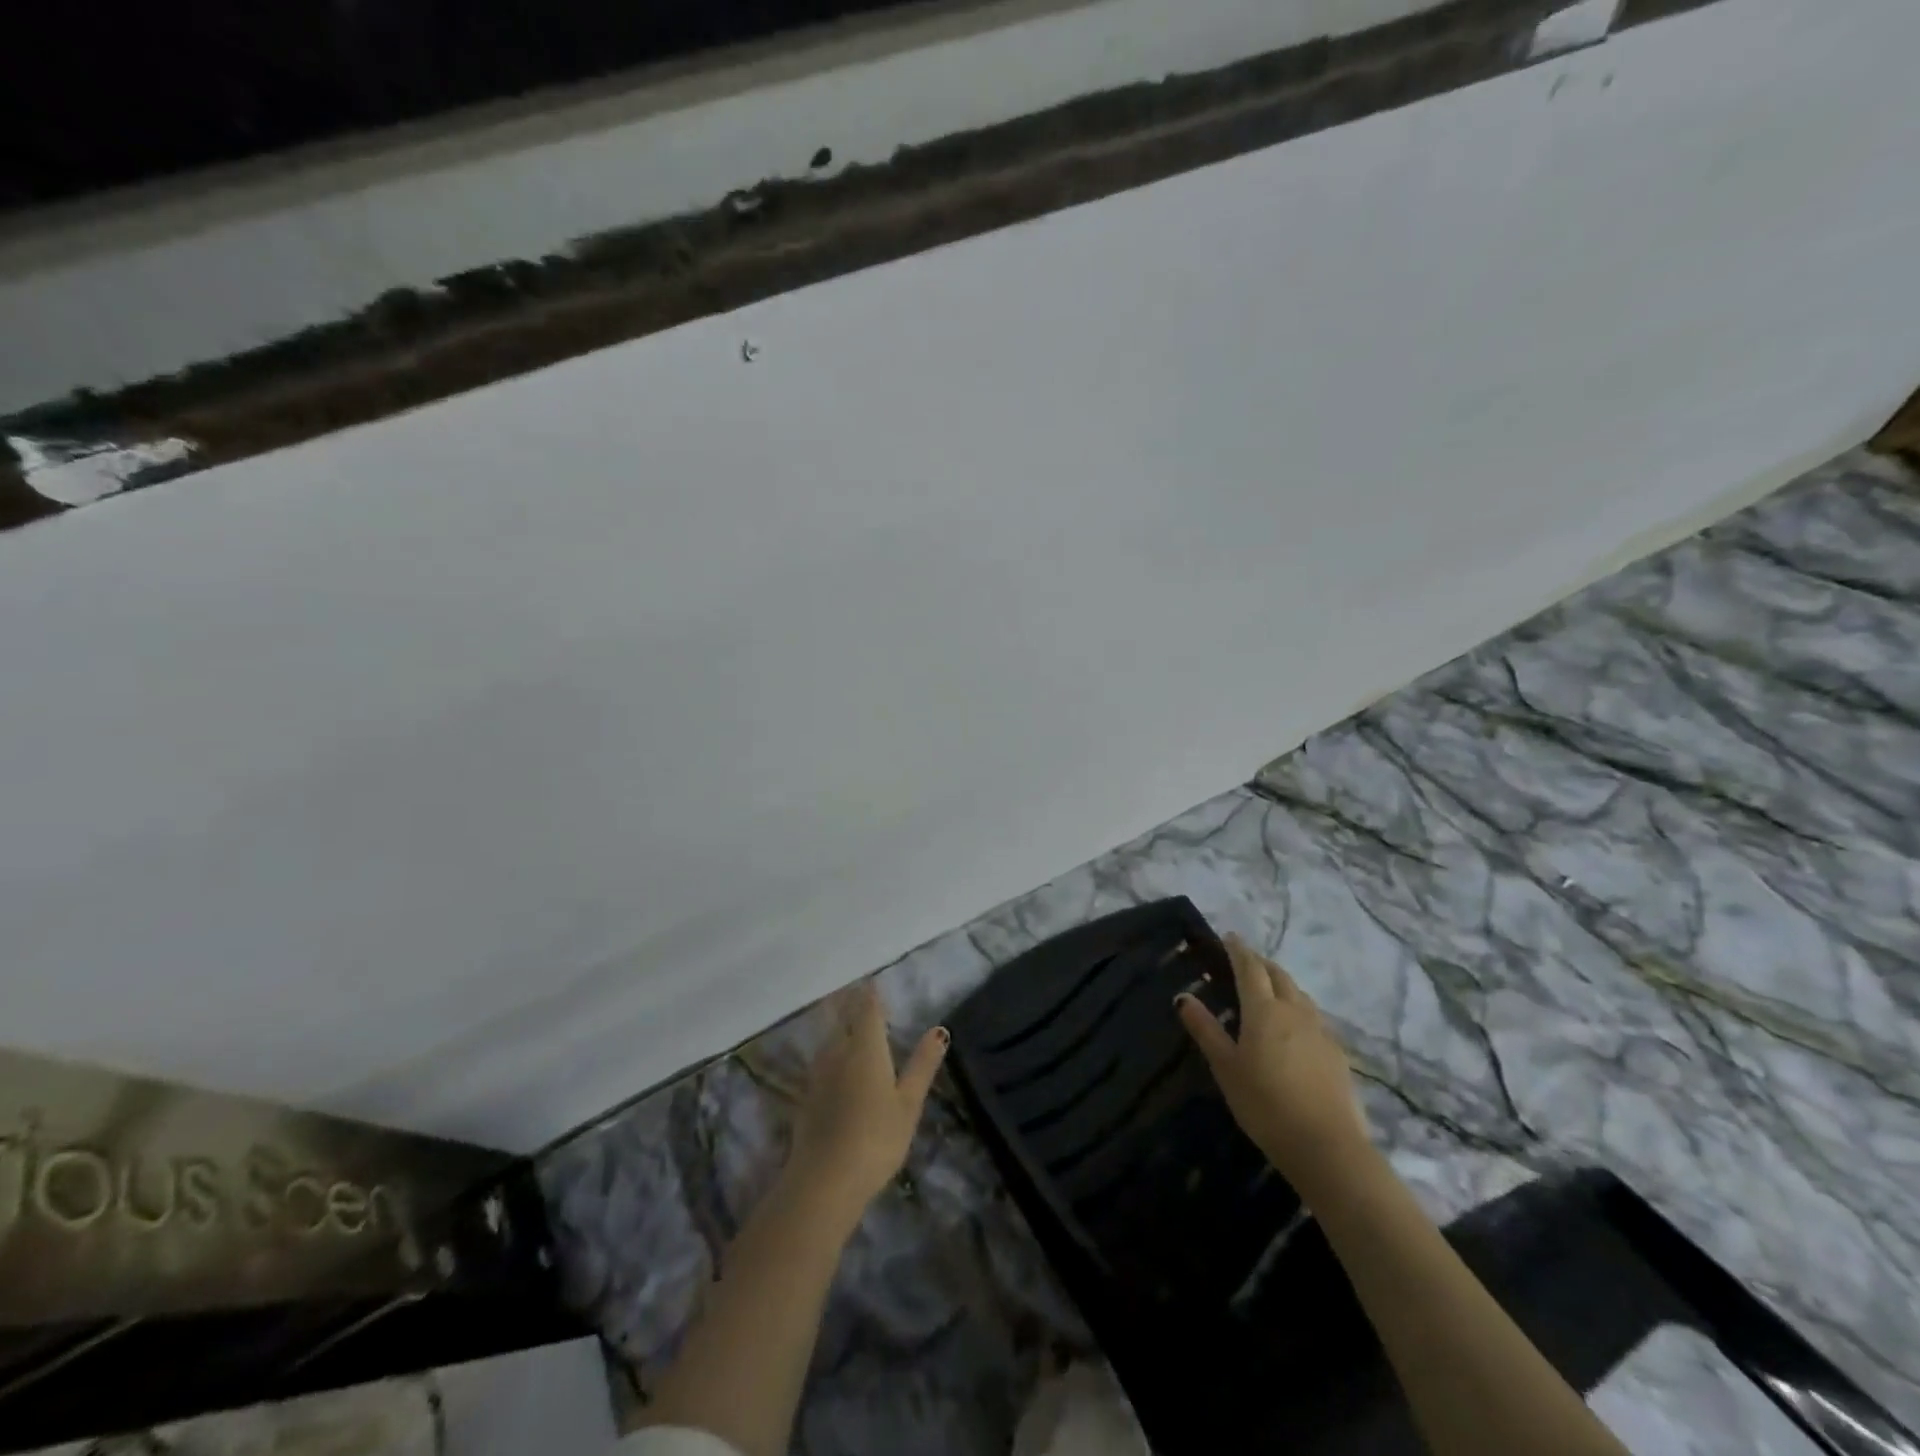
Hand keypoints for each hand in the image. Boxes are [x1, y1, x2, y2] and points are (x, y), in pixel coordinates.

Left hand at [786, 983, 947, 1225]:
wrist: (824, 1180)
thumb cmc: (876, 1139)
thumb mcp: (908, 1103)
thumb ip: (922, 1064)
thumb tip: (939, 1029)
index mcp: (866, 1048)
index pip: (867, 1010)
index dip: (870, 994)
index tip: (871, 981)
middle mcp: (838, 1052)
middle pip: (843, 1020)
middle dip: (850, 1004)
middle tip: (856, 993)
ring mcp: (818, 1075)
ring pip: (829, 1040)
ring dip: (836, 1026)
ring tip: (845, 1021)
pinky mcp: (807, 1097)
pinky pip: (820, 1063)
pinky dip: (828, 1053)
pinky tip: (831, 1063)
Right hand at [1177, 935, 1371, 1185]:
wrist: (1328, 1147)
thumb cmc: (1265, 1105)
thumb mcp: (1226, 1068)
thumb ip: (1205, 1030)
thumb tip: (1183, 996)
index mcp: (1264, 1010)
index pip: (1250, 968)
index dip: (1238, 950)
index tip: (1229, 937)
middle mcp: (1295, 1011)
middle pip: (1278, 975)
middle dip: (1260, 962)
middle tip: (1245, 960)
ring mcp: (1320, 1031)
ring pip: (1299, 994)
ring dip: (1282, 982)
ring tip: (1269, 988)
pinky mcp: (1337, 1053)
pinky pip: (1313, 1016)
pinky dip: (1298, 1007)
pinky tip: (1294, 1025)